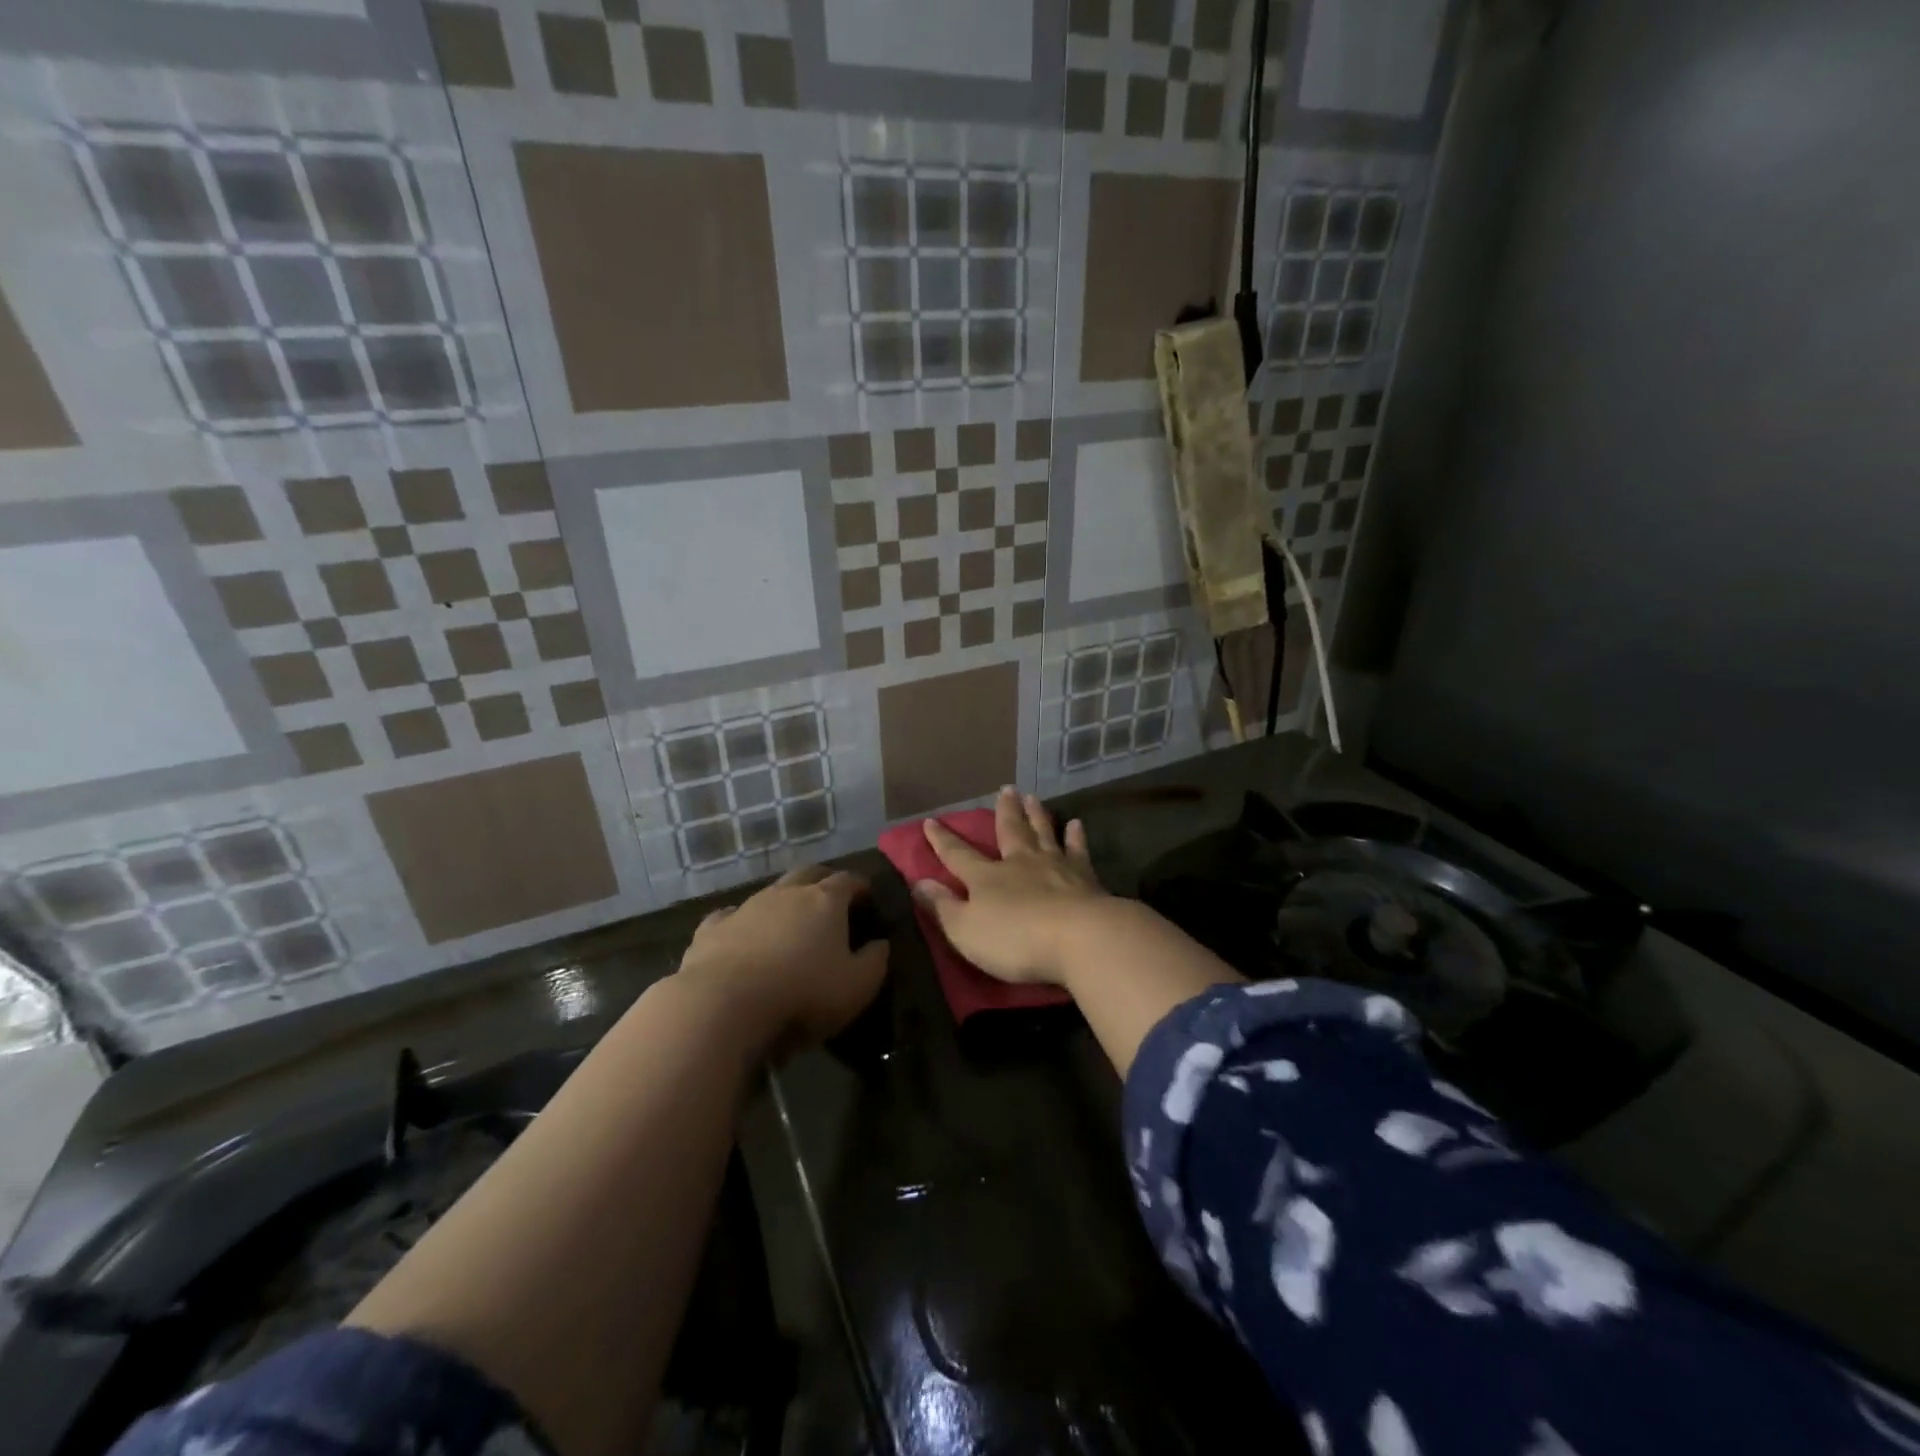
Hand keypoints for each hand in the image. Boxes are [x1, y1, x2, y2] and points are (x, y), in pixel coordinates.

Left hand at [679, 865, 889, 1058]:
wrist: (723, 1006)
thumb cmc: (802, 994)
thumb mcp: (857, 986)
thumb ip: (875, 961)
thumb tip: (881, 943)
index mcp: (825, 901)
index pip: (848, 881)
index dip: (860, 886)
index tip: (868, 897)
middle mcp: (786, 894)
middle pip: (809, 873)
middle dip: (823, 880)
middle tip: (832, 896)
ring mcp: (746, 907)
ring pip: (770, 891)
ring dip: (784, 900)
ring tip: (790, 920)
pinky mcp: (712, 929)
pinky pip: (731, 915)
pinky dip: (743, 921)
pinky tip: (742, 934)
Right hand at [913, 787, 1108, 987]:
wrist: (1080, 938)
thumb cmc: (1016, 939)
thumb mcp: (966, 930)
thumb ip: (942, 907)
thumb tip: (919, 882)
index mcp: (987, 878)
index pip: (958, 855)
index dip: (943, 840)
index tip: (931, 821)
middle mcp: (1020, 863)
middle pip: (1010, 831)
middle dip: (1004, 812)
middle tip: (1005, 789)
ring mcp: (1056, 867)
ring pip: (1043, 833)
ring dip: (1037, 815)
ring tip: (1033, 797)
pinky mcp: (1086, 878)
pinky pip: (1078, 851)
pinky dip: (1076, 837)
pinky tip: (1076, 825)